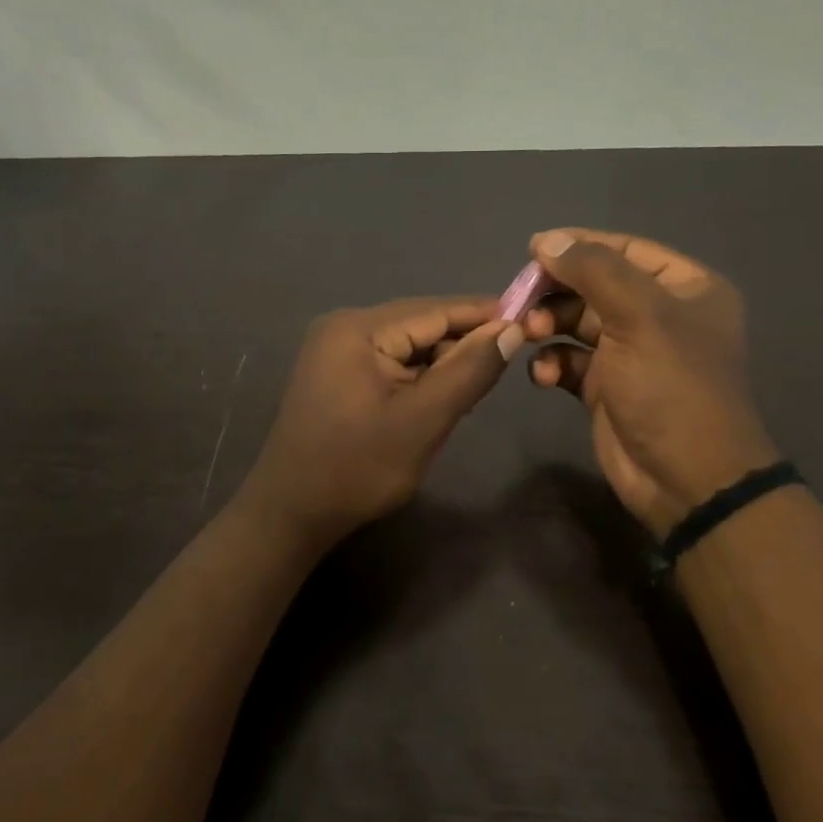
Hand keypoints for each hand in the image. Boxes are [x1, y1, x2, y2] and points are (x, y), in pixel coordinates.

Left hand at [238, 297, 522, 548]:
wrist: (291, 512)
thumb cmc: (358, 467)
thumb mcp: (423, 420)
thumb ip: (469, 371)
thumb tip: (511, 330)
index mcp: (358, 328)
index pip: (435, 309)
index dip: (484, 314)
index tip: (531, 318)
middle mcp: (343, 326)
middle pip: (419, 323)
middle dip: (462, 342)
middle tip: (507, 363)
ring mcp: (334, 349)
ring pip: (406, 345)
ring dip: (441, 363)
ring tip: (476, 389)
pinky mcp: (334, 373)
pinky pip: (388, 362)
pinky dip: (417, 376)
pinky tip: (439, 397)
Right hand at [522, 229, 778, 536]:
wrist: (686, 480)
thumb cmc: (672, 388)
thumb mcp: (640, 317)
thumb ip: (594, 270)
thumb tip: (548, 241)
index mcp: (685, 288)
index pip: (626, 249)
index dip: (579, 246)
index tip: (532, 250)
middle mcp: (659, 315)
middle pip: (594, 286)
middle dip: (556, 293)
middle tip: (521, 302)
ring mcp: (631, 353)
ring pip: (577, 323)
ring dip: (548, 326)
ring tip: (529, 336)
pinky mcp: (606, 388)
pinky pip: (570, 361)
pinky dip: (552, 363)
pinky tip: (543, 375)